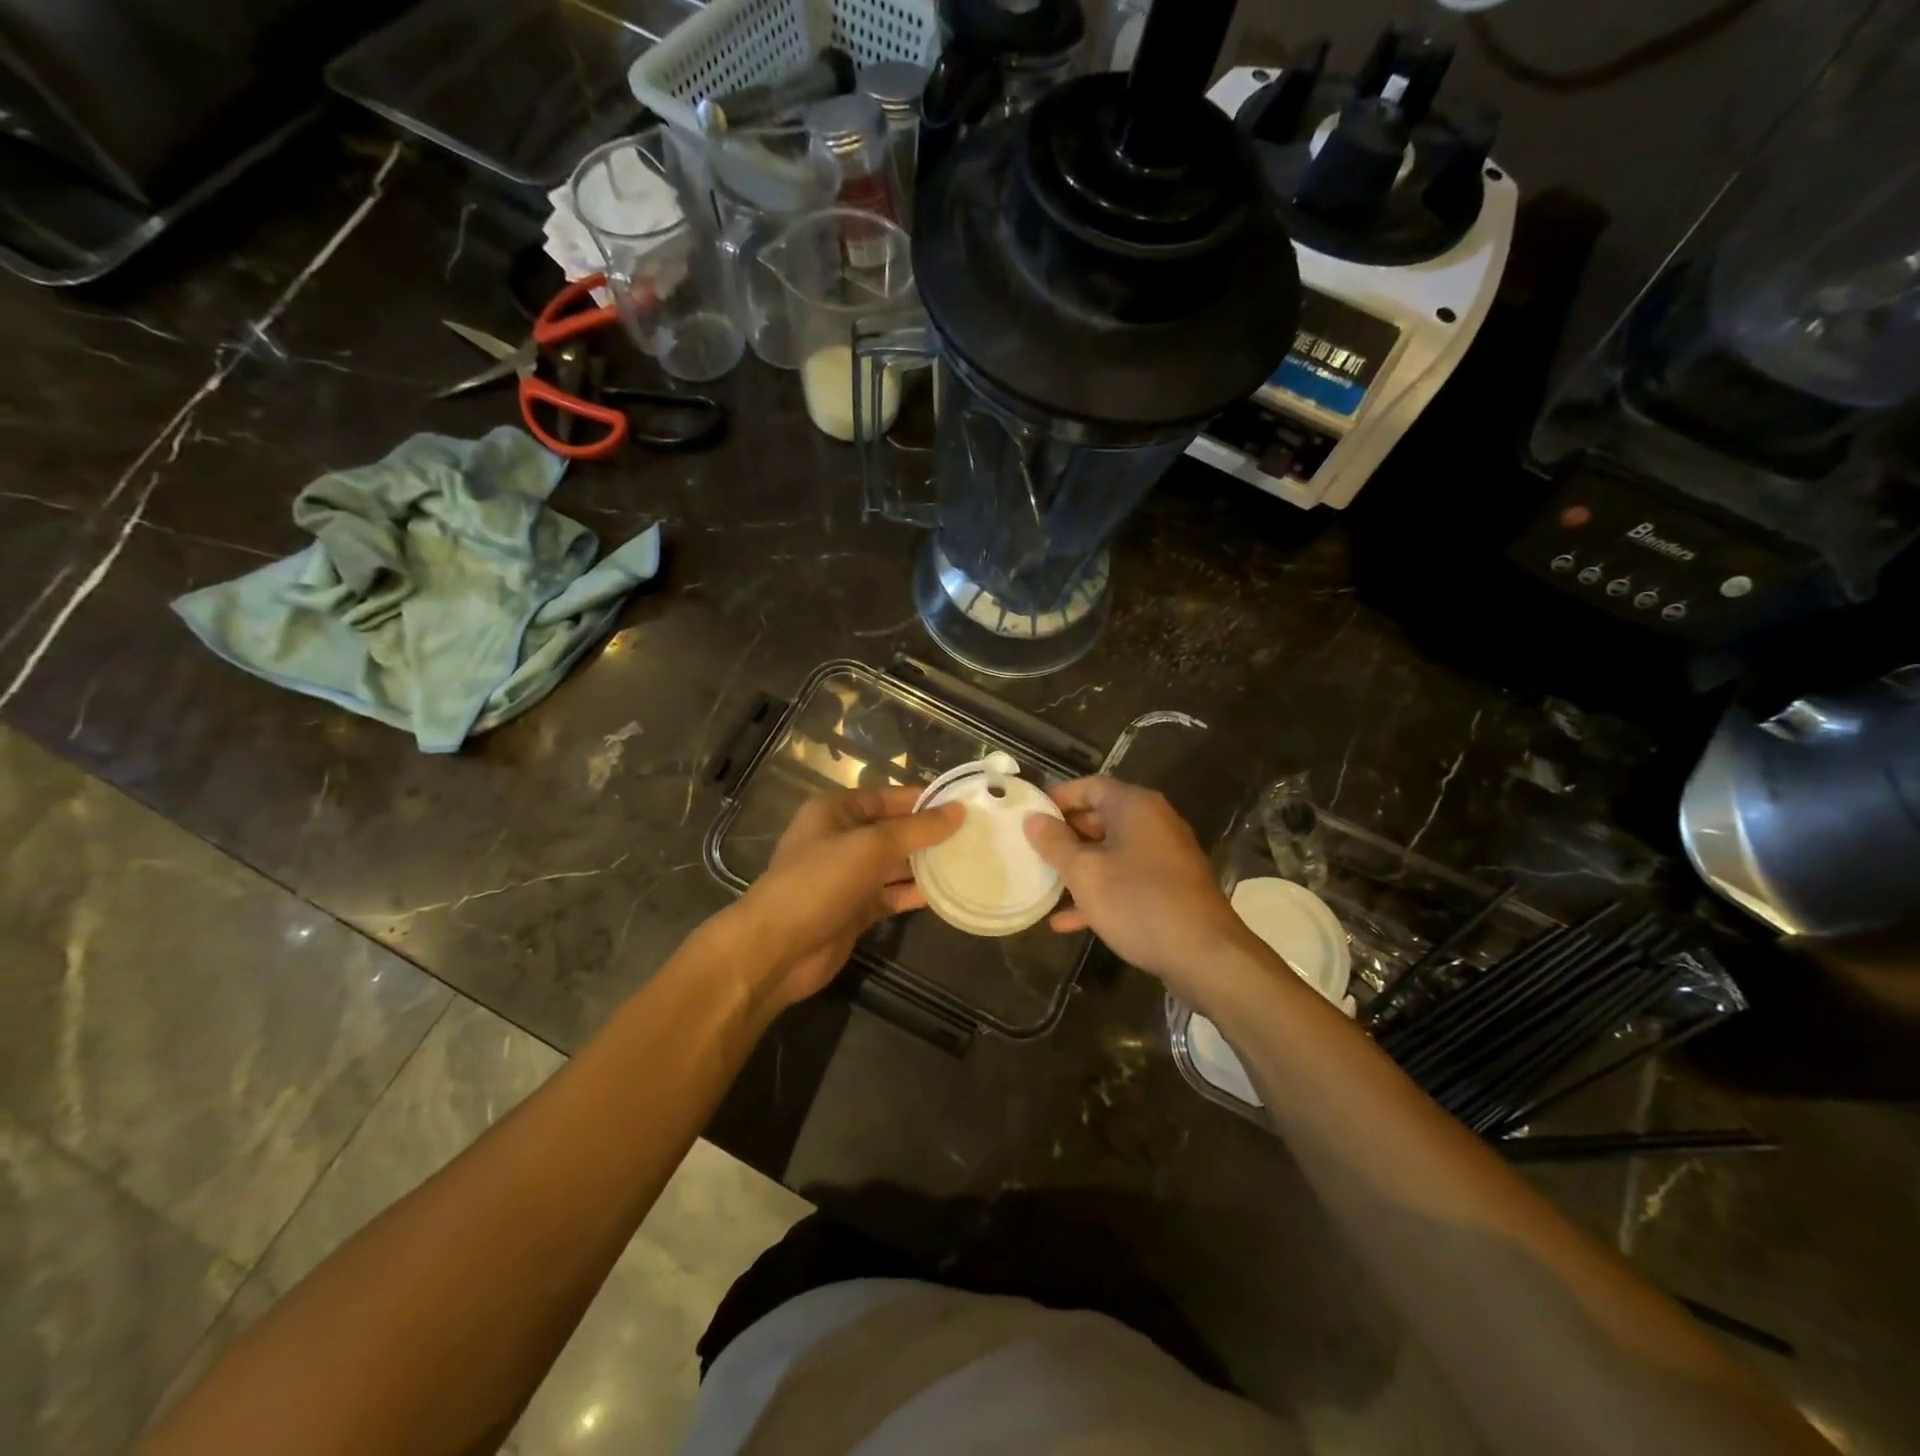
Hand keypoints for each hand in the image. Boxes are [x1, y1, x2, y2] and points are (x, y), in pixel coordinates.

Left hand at [735, 787, 960, 1009]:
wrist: (778, 949)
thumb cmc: (820, 882)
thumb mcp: (871, 847)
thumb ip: (917, 829)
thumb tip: (959, 811)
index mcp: (837, 811)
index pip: (889, 797)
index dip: (925, 800)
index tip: (966, 804)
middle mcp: (842, 839)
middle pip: (894, 830)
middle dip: (930, 833)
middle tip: (977, 835)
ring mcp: (849, 876)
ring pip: (896, 864)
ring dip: (927, 864)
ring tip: (971, 861)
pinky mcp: (856, 909)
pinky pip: (892, 894)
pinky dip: (916, 893)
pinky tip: (949, 892)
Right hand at [1023, 777, 1251, 992]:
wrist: (1205, 955)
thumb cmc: (1138, 902)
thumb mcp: (1085, 873)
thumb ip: (1055, 843)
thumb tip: (1033, 819)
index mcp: (1135, 807)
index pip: (1090, 786)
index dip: (1058, 798)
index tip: (1030, 815)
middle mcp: (1154, 823)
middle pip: (1101, 817)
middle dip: (1066, 836)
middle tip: (1033, 851)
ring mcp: (1166, 856)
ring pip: (1112, 852)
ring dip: (1080, 868)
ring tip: (1045, 885)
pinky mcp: (1171, 888)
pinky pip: (1128, 879)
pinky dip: (1101, 891)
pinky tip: (1069, 921)